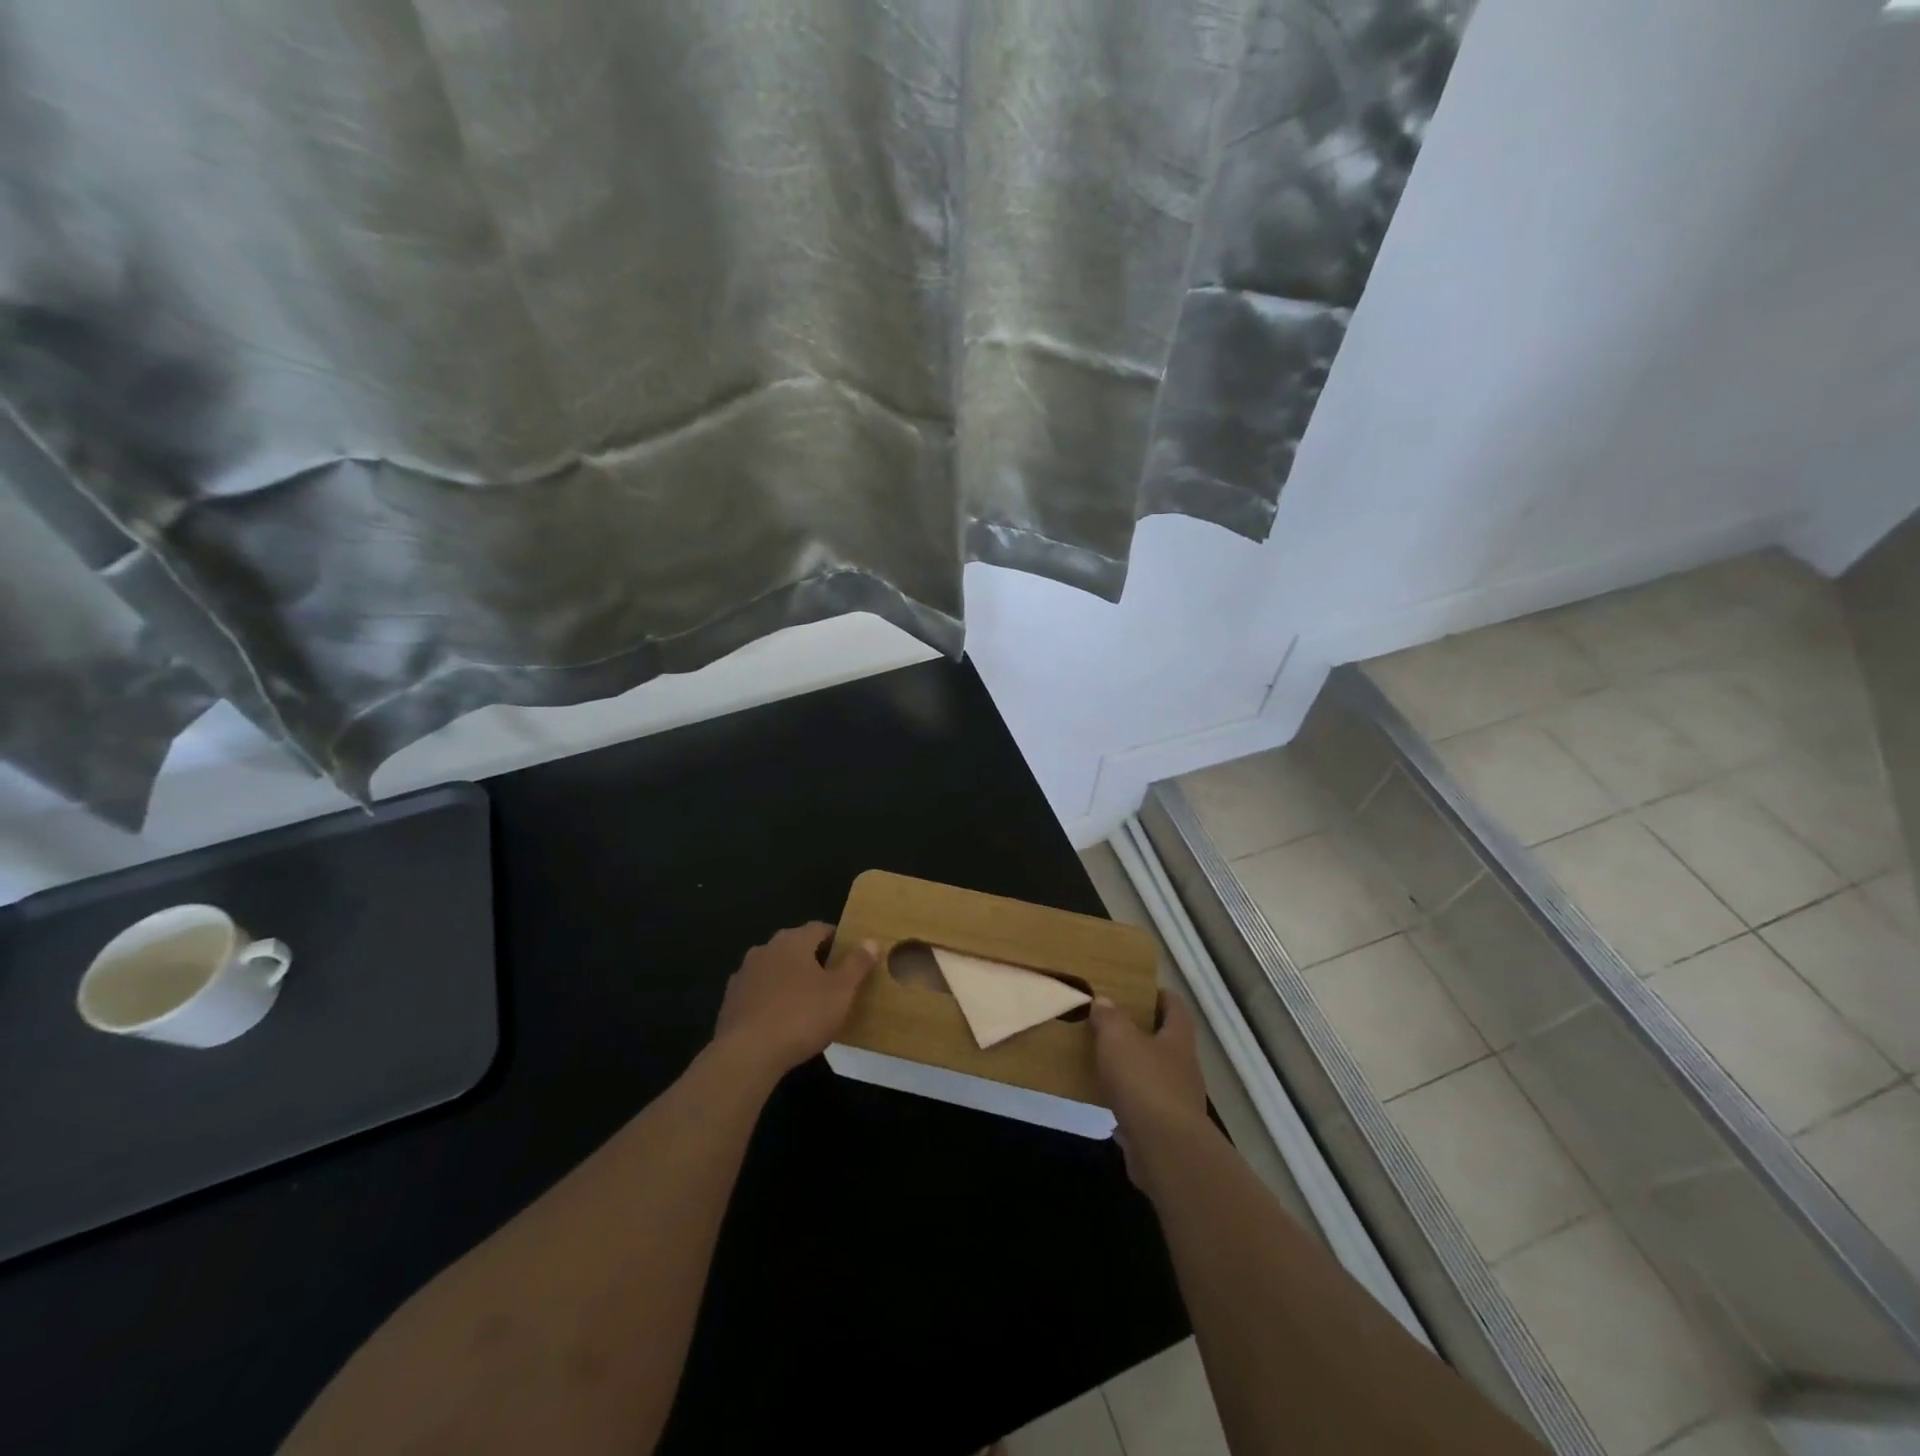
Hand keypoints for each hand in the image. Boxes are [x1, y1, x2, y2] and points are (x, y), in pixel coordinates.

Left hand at [712, 922, 877, 1078]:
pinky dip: (771, 1000)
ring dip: (789, 980)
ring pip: (774, 970)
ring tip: (807, 1003)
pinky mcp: (730, 1002)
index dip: (837, 940)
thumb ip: (857, 964)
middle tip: (833, 981)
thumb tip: (870, 941)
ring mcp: (743, 975)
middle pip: (795, 947)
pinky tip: (781, 1021)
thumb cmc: (801, 1015)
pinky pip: (758, 993)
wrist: (747, 1054)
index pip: (819, 928)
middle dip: (813, 960)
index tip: (851, 956)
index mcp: (792, 941)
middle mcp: (765, 949)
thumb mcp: (841, 991)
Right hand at [1091, 993, 1209, 1187]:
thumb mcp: (1119, 1039)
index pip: (1175, 1008)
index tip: (1140, 989)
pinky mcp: (1166, 1132)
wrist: (1165, 1149)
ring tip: (1106, 1063)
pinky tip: (1107, 1103)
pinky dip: (1129, 1104)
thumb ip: (1110, 1018)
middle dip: (1144, 1034)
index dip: (1161, 996)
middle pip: (1167, 1043)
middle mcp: (1184, 1068)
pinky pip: (1145, 1109)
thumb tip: (1104, 1001)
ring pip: (1155, 1077)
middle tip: (1113, 1024)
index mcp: (1177, 1040)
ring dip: (1135, 1070)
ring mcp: (1178, 1103)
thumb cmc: (1144, 1082)